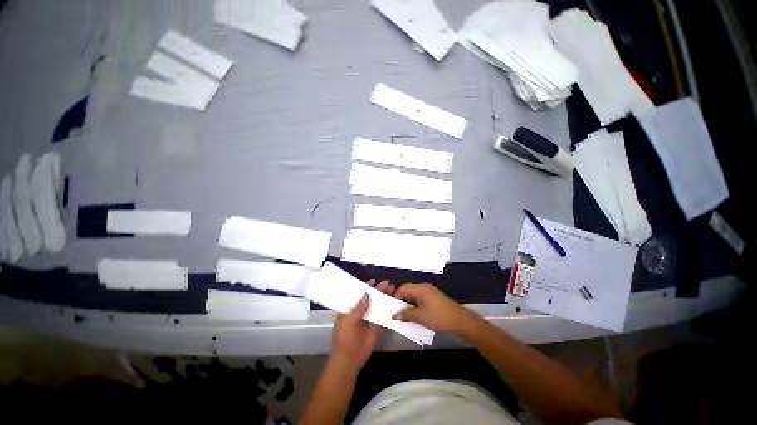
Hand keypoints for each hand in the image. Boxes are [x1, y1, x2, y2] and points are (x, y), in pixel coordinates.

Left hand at [330, 280, 394, 370]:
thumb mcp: (347, 321)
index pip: (358, 294)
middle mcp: (360, 312)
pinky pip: (383, 317)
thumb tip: (366, 294)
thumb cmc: (344, 338)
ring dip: (385, 297)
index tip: (373, 280)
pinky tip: (394, 303)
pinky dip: (389, 310)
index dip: (365, 286)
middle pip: (370, 298)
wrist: (349, 360)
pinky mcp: (376, 327)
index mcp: (350, 309)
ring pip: (378, 305)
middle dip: (378, 290)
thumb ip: (358, 308)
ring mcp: (369, 319)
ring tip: (392, 289)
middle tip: (387, 283)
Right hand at [393, 283, 470, 332]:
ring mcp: (430, 291)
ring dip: (408, 303)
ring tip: (404, 314)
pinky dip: (415, 304)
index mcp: (420, 288)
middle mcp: (424, 287)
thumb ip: (406, 315)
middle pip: (408, 290)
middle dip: (401, 300)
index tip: (391, 306)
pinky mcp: (434, 297)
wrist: (459, 321)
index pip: (403, 288)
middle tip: (396, 311)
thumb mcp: (420, 317)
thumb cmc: (439, 317)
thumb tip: (394, 315)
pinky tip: (415, 313)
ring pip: (414, 294)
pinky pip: (420, 298)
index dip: (395, 296)